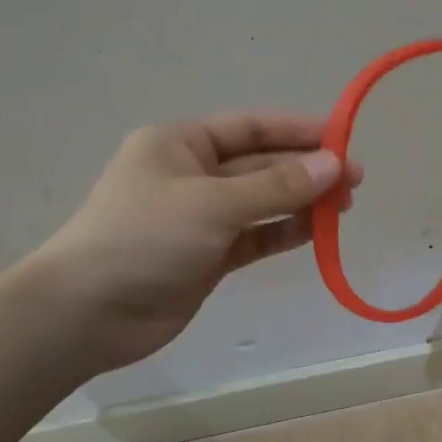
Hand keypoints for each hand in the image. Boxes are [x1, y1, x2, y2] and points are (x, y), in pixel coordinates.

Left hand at [27, 112, 362, 372]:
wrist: (86, 314)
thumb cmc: (144, 239)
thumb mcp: (213, 204)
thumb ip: (276, 186)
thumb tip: (334, 166)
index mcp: (181, 144)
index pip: (250, 128)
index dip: (298, 131)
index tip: (343, 138)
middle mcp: (192, 174)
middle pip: (261, 165)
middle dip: (306, 170)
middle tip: (355, 180)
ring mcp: (200, 218)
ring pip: (262, 202)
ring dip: (301, 202)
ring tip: (345, 207)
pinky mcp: (208, 256)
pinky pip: (255, 236)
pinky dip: (284, 233)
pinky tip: (316, 231)